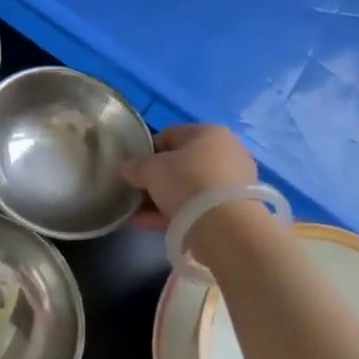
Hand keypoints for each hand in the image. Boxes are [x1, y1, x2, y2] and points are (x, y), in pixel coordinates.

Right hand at [121, 124, 258, 228]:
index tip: (132, 167)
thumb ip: (135, 166)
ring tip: (137, 213)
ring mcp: (232, 183)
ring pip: (188, 188)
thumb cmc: (186, 182)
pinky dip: (174, 214)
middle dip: (156, 178)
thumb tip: (126, 168)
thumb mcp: (150, 169)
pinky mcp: (233, 211)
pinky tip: (148, 224)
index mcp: (209, 133)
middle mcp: (226, 153)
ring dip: (162, 199)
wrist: (225, 226)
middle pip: (181, 164)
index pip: (171, 134)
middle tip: (136, 191)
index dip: (147, 150)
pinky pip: (196, 208)